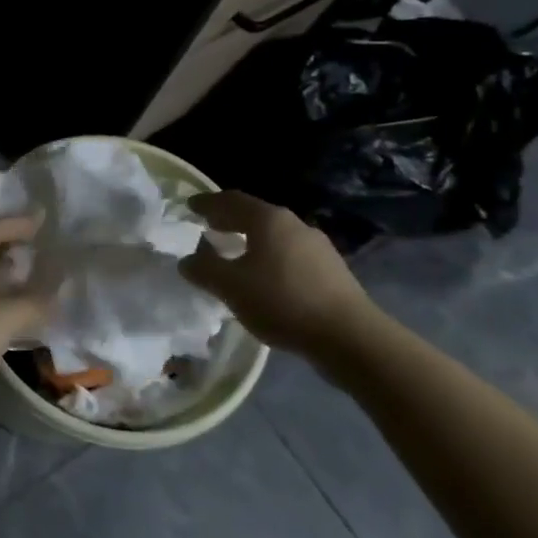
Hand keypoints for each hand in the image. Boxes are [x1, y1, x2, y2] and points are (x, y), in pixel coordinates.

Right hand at [179, 190, 379, 354]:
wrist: (350, 337)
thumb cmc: (282, 301)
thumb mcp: (230, 287)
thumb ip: (203, 269)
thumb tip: (187, 260)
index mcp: (268, 220)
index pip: (231, 200)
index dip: (207, 202)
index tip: (189, 206)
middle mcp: (294, 225)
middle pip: (255, 214)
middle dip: (229, 219)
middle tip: (208, 226)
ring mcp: (318, 247)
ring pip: (274, 235)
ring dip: (250, 239)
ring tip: (234, 253)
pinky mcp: (332, 271)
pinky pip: (290, 254)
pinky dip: (269, 257)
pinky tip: (264, 277)